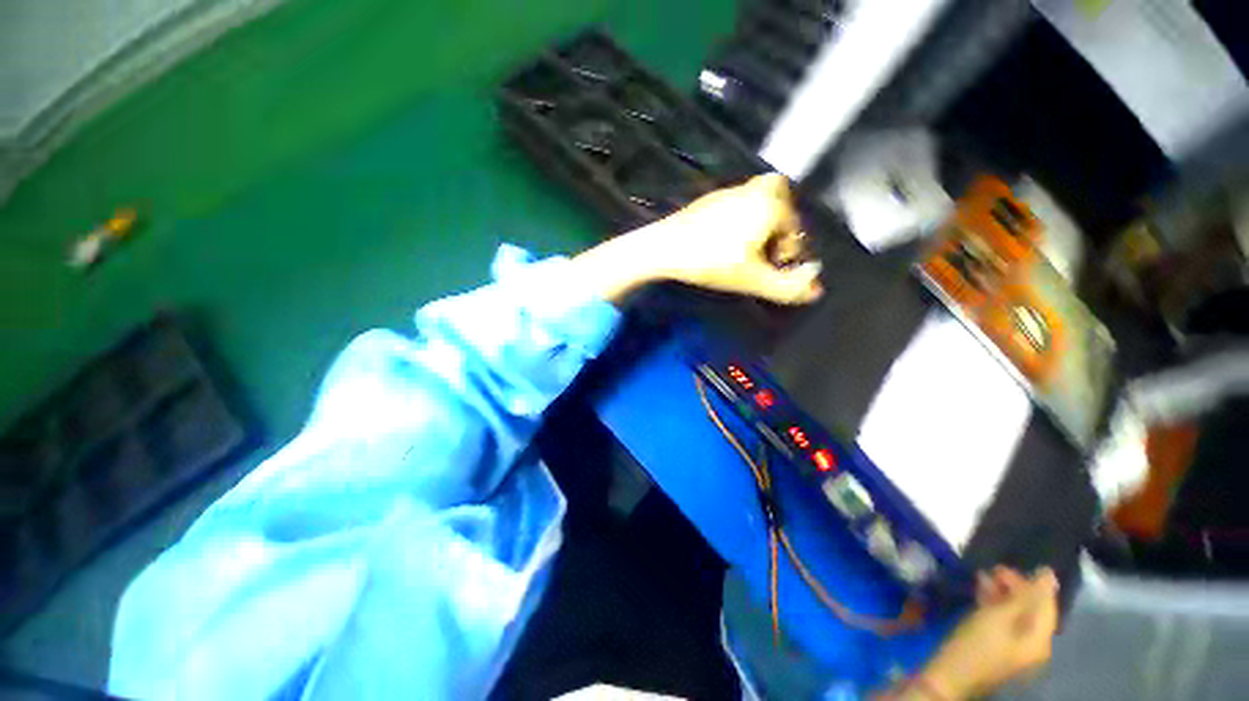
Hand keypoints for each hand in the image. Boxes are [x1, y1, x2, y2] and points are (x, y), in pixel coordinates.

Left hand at [575, 175, 823, 304]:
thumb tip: (818, 289)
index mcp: (768, 205)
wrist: (663, 247)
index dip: (793, 249)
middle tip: (775, 243)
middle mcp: (753, 191)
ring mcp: (729, 191)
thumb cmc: (712, 261)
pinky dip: (746, 215)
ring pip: (760, 193)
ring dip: (766, 217)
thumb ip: (790, 286)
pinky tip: (733, 241)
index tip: (777, 265)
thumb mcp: (754, 279)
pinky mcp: (711, 198)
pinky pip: (741, 199)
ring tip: (754, 246)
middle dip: (785, 217)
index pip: (796, 224)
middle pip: (781, 191)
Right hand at [913, 568, 1059, 699]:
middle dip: (1014, 589)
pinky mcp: (998, 659)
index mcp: (1041, 639)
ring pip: (1016, 618)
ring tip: (983, 580)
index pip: (1047, 600)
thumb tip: (1050, 574)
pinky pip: (1005, 630)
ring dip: (1002, 598)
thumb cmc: (977, 646)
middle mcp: (1034, 648)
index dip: (1033, 579)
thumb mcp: (1004, 613)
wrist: (942, 683)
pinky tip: (981, 598)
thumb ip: (1031, 591)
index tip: (1017, 564)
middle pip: (1031, 609)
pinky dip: (995, 614)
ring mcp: (1016, 656)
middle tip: (995, 571)